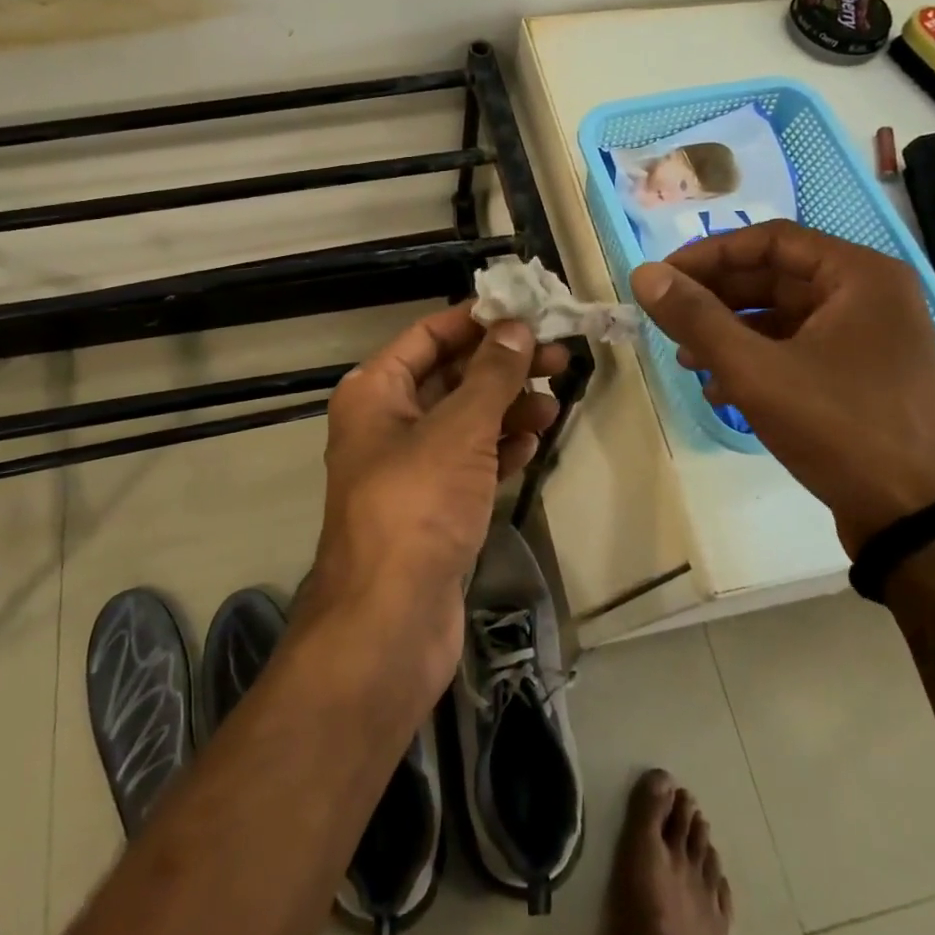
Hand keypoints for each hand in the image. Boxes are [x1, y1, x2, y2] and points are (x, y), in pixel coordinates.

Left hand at [310, 304, 568, 690]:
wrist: (389, 622)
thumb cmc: (417, 506)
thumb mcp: (459, 429)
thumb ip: (491, 375)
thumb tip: (517, 328)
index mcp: (375, 392)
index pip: (429, 335)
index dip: (477, 321)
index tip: (529, 312)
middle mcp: (386, 423)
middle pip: (451, 377)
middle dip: (502, 367)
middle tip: (559, 358)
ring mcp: (409, 468)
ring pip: (465, 422)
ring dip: (507, 409)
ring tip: (555, 403)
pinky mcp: (432, 508)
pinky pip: (470, 463)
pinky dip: (500, 450)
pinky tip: (533, 445)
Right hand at [631, 222, 934, 556]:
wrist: (920, 520)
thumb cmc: (840, 427)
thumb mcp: (756, 369)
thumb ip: (696, 317)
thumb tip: (644, 274)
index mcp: (859, 275)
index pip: (770, 240)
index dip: (709, 254)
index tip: (663, 277)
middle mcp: (871, 296)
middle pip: (777, 277)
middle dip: (717, 299)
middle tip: (668, 319)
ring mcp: (872, 339)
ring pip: (785, 316)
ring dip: (731, 332)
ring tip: (687, 359)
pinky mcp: (866, 376)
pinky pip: (801, 349)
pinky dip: (759, 360)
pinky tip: (722, 389)